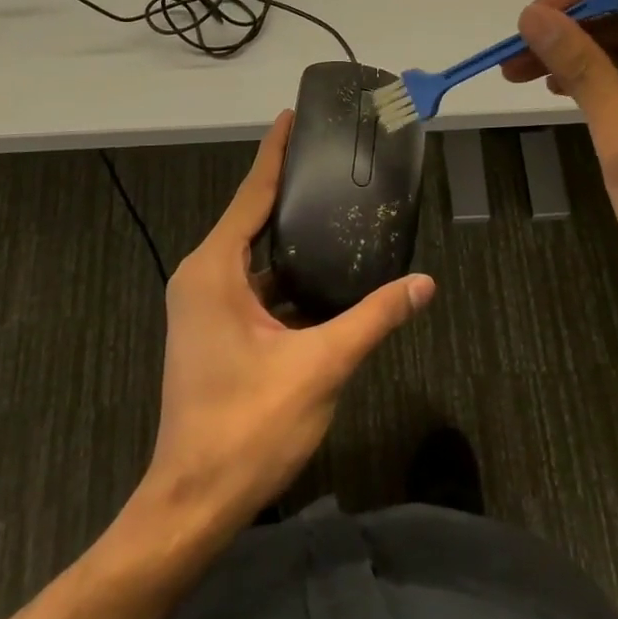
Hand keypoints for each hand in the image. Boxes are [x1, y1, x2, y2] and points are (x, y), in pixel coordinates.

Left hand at [140, 111, 434, 533]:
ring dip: (287, 238)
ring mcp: (203, 306)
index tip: (291, 116)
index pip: (250, 194)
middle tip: (330, 160)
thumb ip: (373, 318)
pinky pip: (250, 286)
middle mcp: (201, 277)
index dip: (273, 153)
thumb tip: (424, 283)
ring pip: (252, 257)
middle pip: (250, 219)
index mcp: (214, 269)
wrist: (193, 502)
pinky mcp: (212, 331)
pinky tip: (321, 275)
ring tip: (333, 209)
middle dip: (286, 189)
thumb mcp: (320, 366)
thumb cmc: (248, 426)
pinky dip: (282, 277)